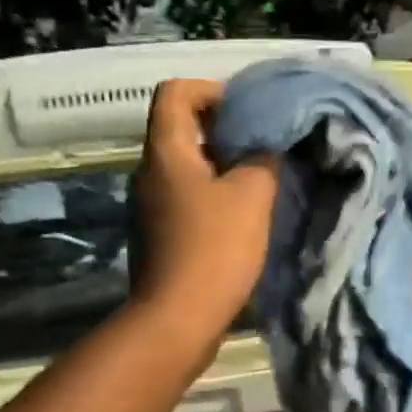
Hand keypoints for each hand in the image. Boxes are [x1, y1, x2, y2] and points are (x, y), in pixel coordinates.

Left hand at [131, 78, 279, 338]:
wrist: (178, 320)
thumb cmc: (214, 250)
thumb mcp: (252, 196)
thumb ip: (262, 160)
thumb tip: (263, 150)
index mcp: (165, 152)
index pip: (176, 92)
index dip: (211, 90)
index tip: (247, 114)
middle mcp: (148, 175)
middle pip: (181, 132)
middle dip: (223, 134)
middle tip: (262, 151)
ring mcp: (149, 210)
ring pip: (186, 172)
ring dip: (221, 172)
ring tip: (258, 187)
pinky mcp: (158, 240)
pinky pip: (186, 204)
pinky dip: (212, 202)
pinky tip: (240, 223)